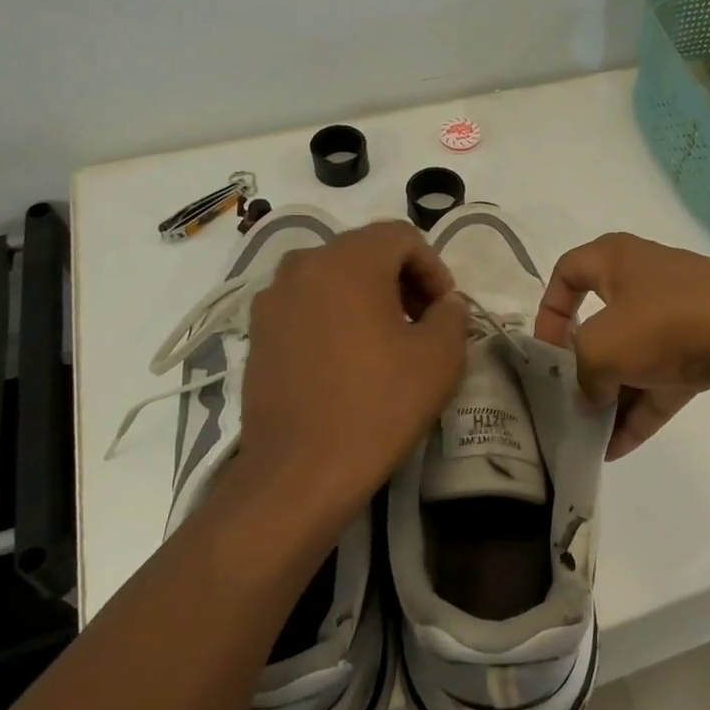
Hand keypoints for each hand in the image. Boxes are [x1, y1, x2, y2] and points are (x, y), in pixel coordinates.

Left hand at [238, 221, 468, 529]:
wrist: (299, 472)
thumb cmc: (377, 405)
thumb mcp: (441, 357)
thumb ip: (452, 314)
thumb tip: (444, 304)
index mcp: (348, 260)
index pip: (402, 237)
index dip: (434, 268)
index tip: (445, 311)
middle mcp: (303, 265)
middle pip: (365, 253)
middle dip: (402, 281)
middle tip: (423, 324)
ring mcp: (273, 299)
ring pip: (334, 279)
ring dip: (368, 298)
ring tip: (387, 343)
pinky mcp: (258, 333)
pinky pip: (307, 307)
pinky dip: (335, 318)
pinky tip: (349, 362)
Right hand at [535, 233, 709, 459]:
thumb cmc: (664, 324)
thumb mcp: (600, 347)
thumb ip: (581, 372)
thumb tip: (589, 394)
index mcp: (619, 259)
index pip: (568, 271)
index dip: (549, 309)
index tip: (547, 351)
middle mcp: (649, 279)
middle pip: (604, 321)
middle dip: (585, 365)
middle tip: (572, 400)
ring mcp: (684, 315)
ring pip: (637, 356)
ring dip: (614, 396)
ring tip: (592, 438)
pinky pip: (666, 380)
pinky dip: (643, 410)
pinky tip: (620, 449)